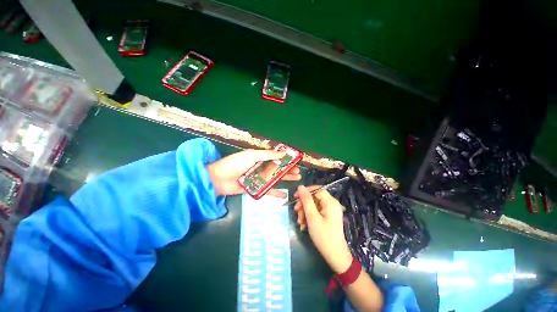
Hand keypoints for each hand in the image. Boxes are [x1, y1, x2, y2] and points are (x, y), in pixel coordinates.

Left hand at [207, 149, 300, 196]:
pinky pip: (267, 191)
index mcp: (259, 158)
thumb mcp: (252, 156)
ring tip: (296, 179)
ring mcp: (258, 179)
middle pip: (277, 169)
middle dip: (288, 170)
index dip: (285, 159)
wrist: (217, 179)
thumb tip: (284, 153)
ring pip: (274, 179)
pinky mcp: (255, 188)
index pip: (276, 158)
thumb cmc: (235, 164)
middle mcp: (260, 167)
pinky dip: (275, 193)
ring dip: (285, 179)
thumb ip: (268, 155)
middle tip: (298, 172)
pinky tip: (284, 196)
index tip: (295, 161)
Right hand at [294, 185, 351, 272]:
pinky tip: (304, 225)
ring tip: (299, 222)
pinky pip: (316, 212)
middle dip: (303, 204)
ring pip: (314, 205)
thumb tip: (300, 186)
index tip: (295, 197)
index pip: (317, 189)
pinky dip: (309, 217)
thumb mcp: (312, 217)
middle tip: (295, 211)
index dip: (305, 191)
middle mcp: (331, 204)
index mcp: (330, 202)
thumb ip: (306, 200)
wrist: (335, 256)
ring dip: (304, 212)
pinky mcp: (328, 216)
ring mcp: (330, 210)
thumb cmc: (324, 236)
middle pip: (314, 197)